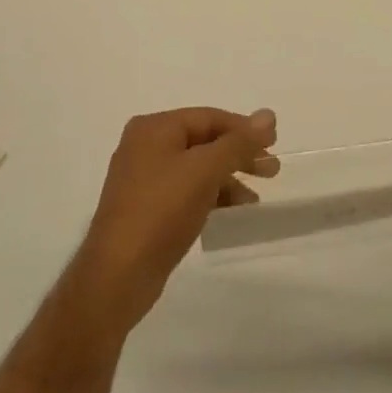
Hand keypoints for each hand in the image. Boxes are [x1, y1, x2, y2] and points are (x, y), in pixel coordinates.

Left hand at [69, 107, 278, 333]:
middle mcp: (145, 146)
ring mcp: (143, 179)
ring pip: (196, 168)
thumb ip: (238, 142)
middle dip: (239, 154)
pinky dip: (211, 195)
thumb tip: (268, 115)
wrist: (117, 277)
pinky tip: (231, 211)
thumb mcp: (205, 171)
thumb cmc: (161, 211)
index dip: (244, 128)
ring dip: (228, 178)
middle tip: (272, 170)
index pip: (209, 117)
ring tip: (255, 199)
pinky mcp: (146, 209)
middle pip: (203, 141)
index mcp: (154, 128)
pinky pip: (186, 190)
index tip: (275, 143)